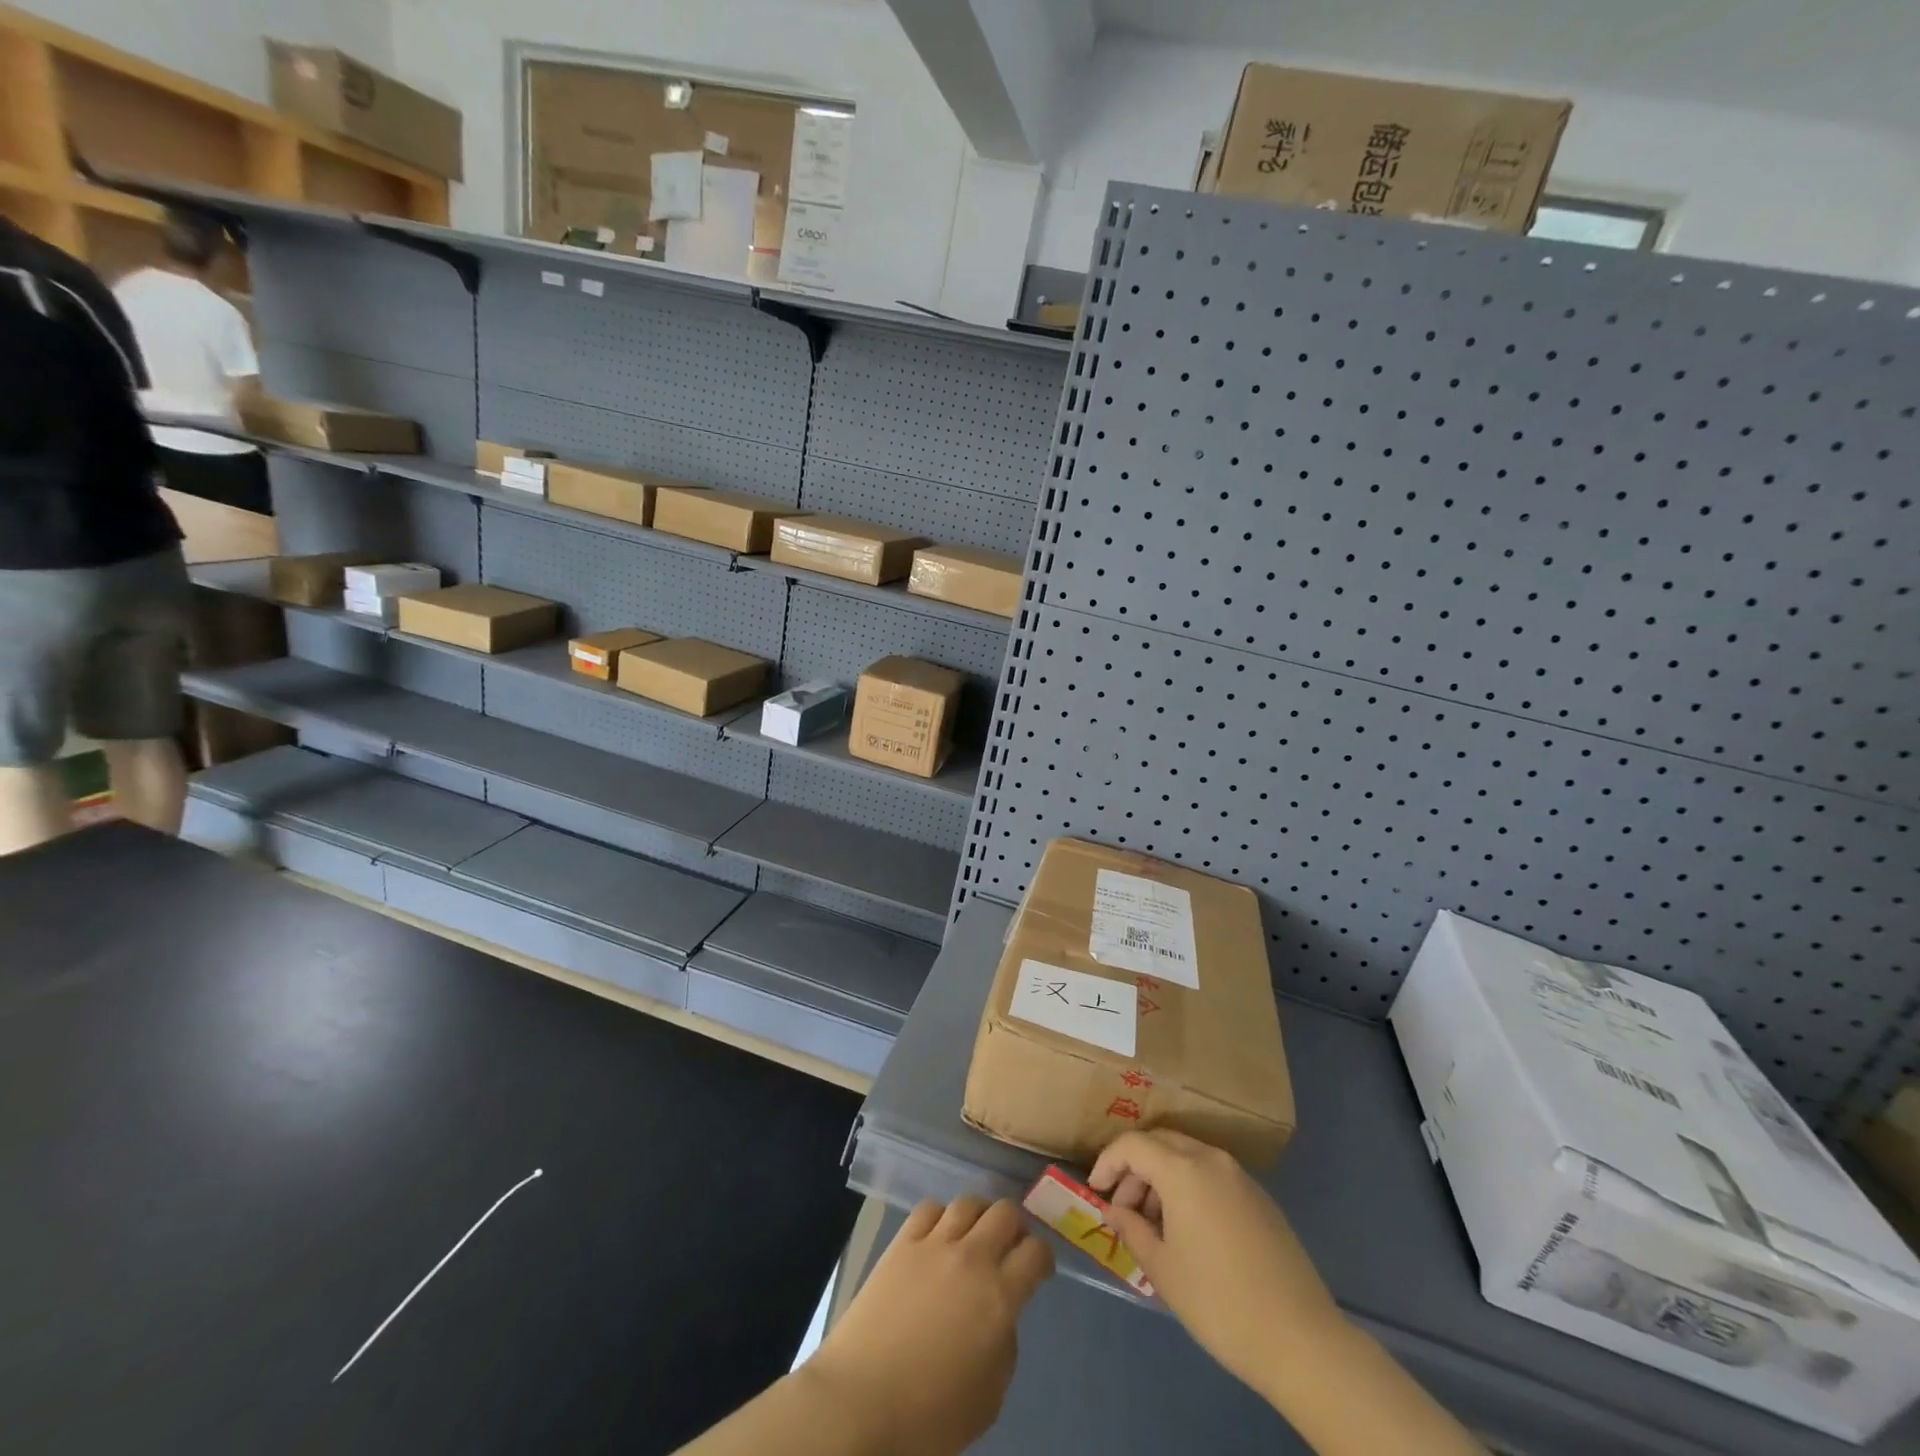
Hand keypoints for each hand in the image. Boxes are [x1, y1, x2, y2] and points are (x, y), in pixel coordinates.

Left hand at [801, 1196, 1053, 1455]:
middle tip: (1012, 1246)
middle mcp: (972, 1258)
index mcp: (999, 1297)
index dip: (1044, 1258)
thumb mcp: (988, 1398)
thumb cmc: (928, 1415)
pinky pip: (930, 1208)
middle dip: (1016, 1226)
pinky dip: (942, 1215)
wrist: (861, 1401)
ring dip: (981, 1215)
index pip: (1036, 1253)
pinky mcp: (902, 1242)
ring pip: (969, 1202)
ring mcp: (934, 1244)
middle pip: (1006, 1213)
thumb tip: (1001, 1316)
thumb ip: (1004, 1346)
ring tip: (977, 1234)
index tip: (1040, 1269)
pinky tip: (939, 1234)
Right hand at [1090, 1128, 1342, 1404]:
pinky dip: (1189, 1187)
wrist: (1301, 1339)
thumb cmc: (1219, 1302)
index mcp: (1183, 1169)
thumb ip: (1131, 1229)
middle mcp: (1211, 1158)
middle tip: (1122, 1209)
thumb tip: (1113, 1210)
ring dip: (1162, 1178)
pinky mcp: (1259, 1197)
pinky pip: (1211, 1175)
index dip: (1107, 1162)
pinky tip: (1188, 1230)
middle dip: (1135, 1169)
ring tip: (1154, 1226)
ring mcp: (1240, 1176)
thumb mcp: (1162, 1269)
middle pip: (1160, 1143)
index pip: (1132, 1144)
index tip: (1096, 1191)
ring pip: (1187, 1156)